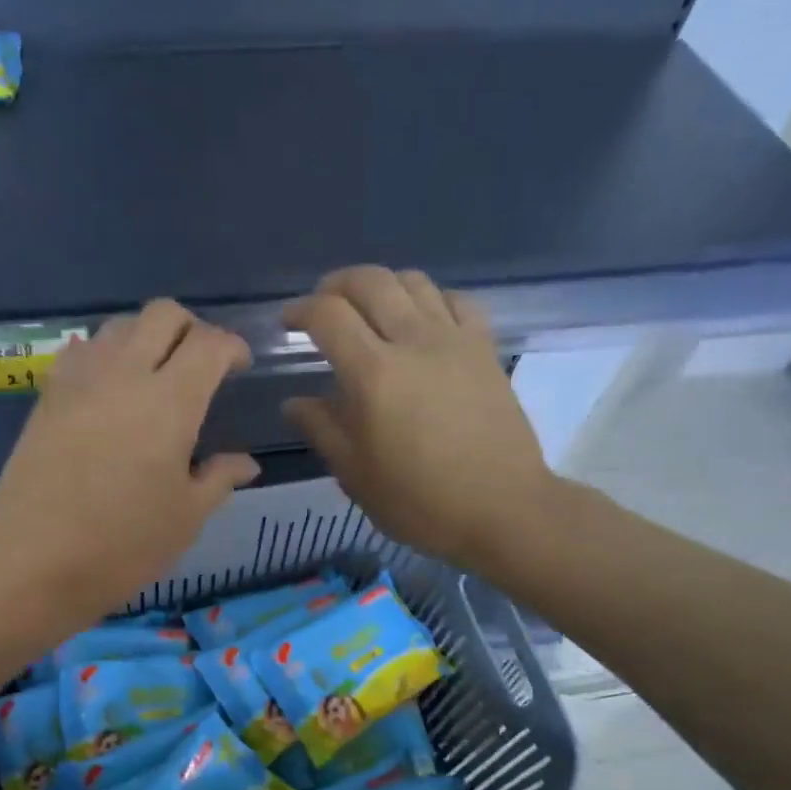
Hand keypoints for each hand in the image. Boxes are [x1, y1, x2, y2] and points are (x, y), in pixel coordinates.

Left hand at [0, 300, 258, 630]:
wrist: (32, 564)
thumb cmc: (122, 546)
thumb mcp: (185, 518)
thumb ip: (219, 479)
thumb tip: (246, 463)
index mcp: (169, 402)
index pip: (209, 344)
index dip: (232, 347)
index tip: (239, 368)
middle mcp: (124, 375)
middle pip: (163, 314)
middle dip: (192, 328)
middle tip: (201, 365)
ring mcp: (78, 382)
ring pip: (119, 326)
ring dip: (147, 337)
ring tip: (156, 376)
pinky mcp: (46, 398)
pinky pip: (82, 352)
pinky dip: (106, 356)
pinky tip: (110, 393)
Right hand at [283, 267, 557, 577]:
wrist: (501, 508)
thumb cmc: (419, 501)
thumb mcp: (355, 475)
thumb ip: (321, 429)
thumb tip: (293, 402)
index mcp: (373, 375)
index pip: (328, 315)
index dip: (301, 309)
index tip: (289, 322)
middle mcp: (413, 341)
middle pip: (370, 281)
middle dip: (337, 285)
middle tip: (323, 306)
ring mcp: (455, 340)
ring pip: (413, 281)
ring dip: (381, 286)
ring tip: (369, 311)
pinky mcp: (485, 348)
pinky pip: (454, 300)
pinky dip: (428, 298)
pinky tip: (420, 321)